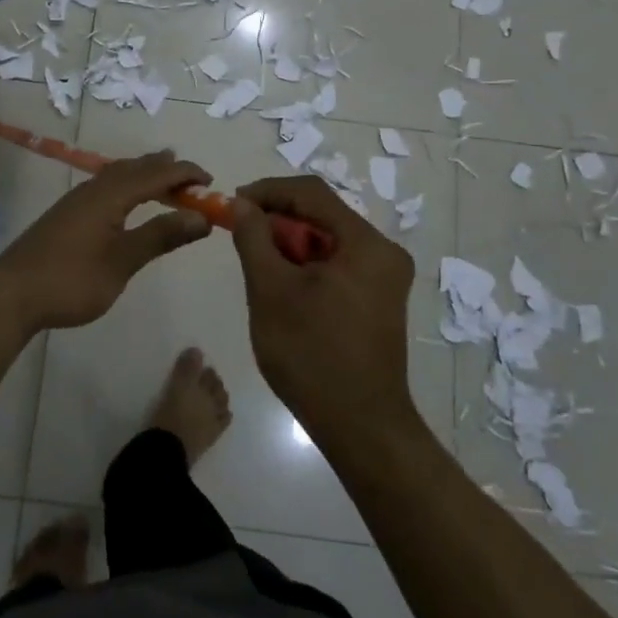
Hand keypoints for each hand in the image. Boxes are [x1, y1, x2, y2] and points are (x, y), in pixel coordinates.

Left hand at [0, 152, 213, 331]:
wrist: (11, 293)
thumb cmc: (71, 279)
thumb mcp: (122, 261)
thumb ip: (160, 236)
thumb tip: (201, 217)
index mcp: (110, 195)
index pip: (156, 174)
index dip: (186, 174)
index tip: (212, 182)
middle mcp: (93, 189)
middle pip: (135, 168)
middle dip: (166, 169)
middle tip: (192, 178)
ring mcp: (76, 201)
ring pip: (117, 175)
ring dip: (144, 175)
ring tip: (163, 180)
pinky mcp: (66, 215)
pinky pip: (105, 186)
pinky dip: (126, 186)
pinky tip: (125, 202)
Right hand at [228, 176, 415, 442]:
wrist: (360, 427)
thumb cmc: (312, 354)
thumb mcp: (270, 290)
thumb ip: (253, 237)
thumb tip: (241, 204)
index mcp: (366, 244)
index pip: (311, 193)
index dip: (267, 191)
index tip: (232, 204)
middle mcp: (384, 253)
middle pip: (322, 216)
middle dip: (277, 221)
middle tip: (240, 236)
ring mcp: (385, 278)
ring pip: (327, 241)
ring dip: (289, 244)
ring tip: (258, 265)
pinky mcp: (378, 299)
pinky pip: (337, 264)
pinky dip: (306, 266)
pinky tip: (283, 287)